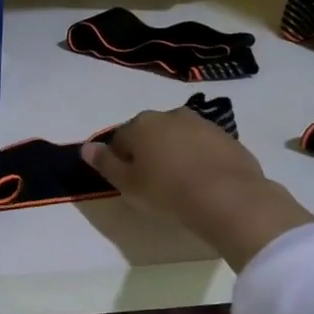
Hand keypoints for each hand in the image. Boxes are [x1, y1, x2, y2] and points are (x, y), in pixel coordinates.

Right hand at [82, 108, 313, 270]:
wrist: (228, 197)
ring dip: (174, 153)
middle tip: (152, 183)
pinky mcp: (227, 137)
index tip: (128, 183)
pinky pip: (203, 146)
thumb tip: (86, 147)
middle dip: (148, 153)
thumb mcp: (127, 184)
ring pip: (178, 137)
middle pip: (150, 134)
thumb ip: (105, 164)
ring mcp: (202, 123)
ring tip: (179, 183)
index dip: (120, 161)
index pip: (120, 139)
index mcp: (141, 124)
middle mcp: (170, 115)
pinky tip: (202, 181)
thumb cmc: (167, 192)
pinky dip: (199, 158)